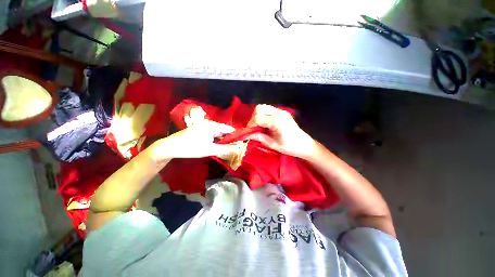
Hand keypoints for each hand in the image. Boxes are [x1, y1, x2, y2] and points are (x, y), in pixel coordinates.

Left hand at [152, 120, 235, 160]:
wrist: (170, 147)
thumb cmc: (191, 148)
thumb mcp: (210, 150)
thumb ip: (226, 149)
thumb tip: (239, 149)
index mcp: (212, 125)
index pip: (229, 129)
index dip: (236, 136)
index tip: (240, 144)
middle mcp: (209, 123)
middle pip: (224, 130)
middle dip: (229, 139)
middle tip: (234, 148)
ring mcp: (204, 126)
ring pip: (218, 133)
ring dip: (222, 140)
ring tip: (227, 148)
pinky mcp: (200, 130)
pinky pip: (212, 134)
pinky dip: (216, 140)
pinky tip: (217, 146)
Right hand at [247, 104, 314, 157]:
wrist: (304, 144)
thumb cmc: (289, 147)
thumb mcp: (273, 145)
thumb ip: (259, 138)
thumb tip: (247, 135)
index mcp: (276, 121)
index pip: (257, 118)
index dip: (251, 125)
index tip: (249, 132)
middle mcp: (279, 113)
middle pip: (259, 108)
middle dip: (253, 118)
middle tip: (254, 128)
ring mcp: (281, 111)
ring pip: (263, 107)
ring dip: (258, 115)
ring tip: (259, 125)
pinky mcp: (283, 112)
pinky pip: (269, 109)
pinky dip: (264, 114)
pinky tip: (265, 123)